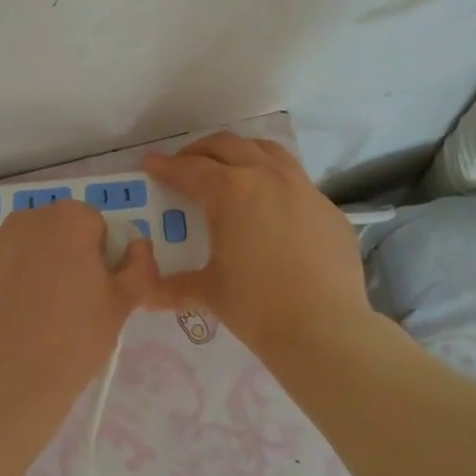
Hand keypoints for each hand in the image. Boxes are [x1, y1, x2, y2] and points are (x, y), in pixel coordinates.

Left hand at [0, 199, 158, 435]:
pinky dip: (18, 284)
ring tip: (48, 314)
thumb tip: (139, 246)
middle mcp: (28, 219)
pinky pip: (8, 269)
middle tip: (79, 303)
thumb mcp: (123, 303)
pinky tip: (22, 319)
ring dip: (44, 268)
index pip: (98, 226)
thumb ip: (140, 266)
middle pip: (63, 232)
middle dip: (73, 257)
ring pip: (33, 249)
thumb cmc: (77, 336)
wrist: (12, 378)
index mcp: (68, 218)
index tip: (101, 290)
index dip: (104, 257)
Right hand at [144, 135, 369, 356]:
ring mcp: (304, 189)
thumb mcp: (206, 292)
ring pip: (267, 151)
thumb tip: (146, 287)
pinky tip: (270, 208)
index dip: (166, 166)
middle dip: (200, 151)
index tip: (151, 164)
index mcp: (230, 191)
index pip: (189, 169)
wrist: (324, 329)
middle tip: (184, 165)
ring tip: (228, 168)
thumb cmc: (256, 306)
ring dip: (240, 153)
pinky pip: (296, 181)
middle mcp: (267, 176)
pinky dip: (273, 181)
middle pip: (227, 146)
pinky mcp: (329, 209)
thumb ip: (171, 286)